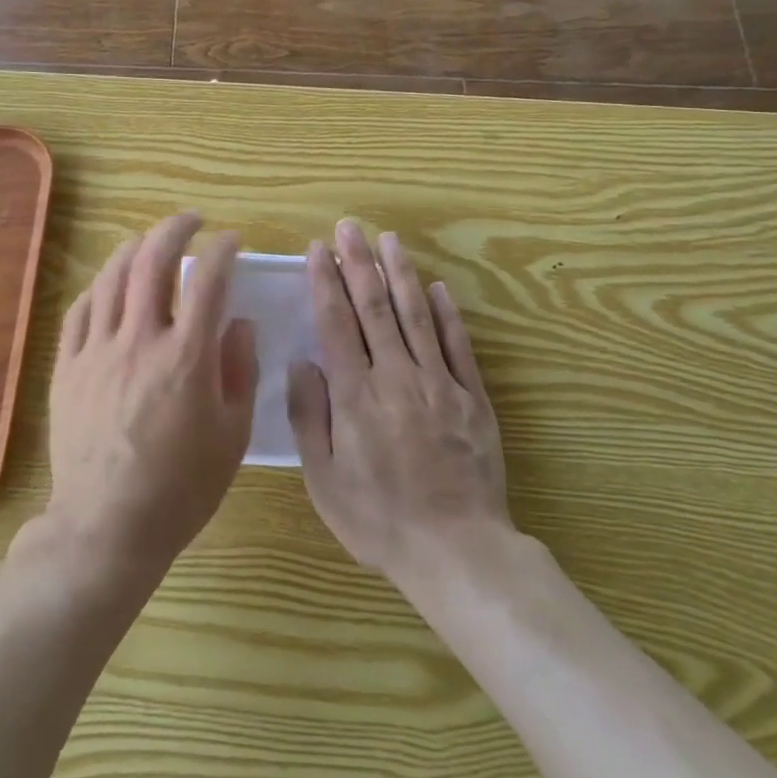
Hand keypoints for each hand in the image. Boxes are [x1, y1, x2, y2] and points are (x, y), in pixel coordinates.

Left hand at [45, 212, 257, 570]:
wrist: (108, 525)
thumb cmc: (181, 487)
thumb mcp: (232, 434)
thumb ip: (239, 370)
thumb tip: (238, 323)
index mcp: (186, 356)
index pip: (207, 279)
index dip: (222, 250)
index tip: (232, 241)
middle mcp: (139, 340)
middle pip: (153, 262)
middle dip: (175, 229)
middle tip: (191, 221)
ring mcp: (97, 351)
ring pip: (112, 277)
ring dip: (134, 248)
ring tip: (150, 242)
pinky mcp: (68, 367)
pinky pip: (80, 310)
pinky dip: (99, 287)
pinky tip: (110, 286)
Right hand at [287, 219, 510, 582]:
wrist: (456, 550)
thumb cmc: (378, 519)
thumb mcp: (324, 479)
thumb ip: (310, 416)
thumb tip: (303, 362)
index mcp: (356, 395)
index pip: (337, 323)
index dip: (326, 282)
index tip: (319, 250)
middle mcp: (397, 377)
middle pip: (375, 308)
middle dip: (360, 263)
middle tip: (351, 227)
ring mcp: (439, 383)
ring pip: (417, 316)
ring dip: (401, 274)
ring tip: (390, 240)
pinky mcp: (472, 398)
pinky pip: (458, 346)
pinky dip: (448, 314)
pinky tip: (438, 288)